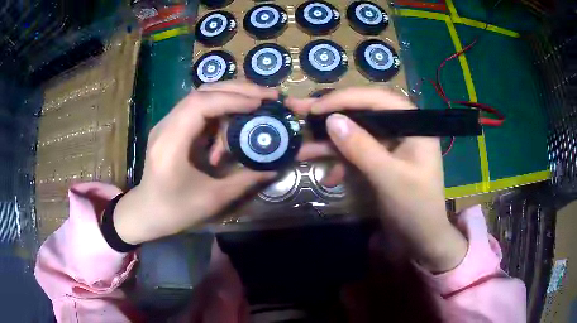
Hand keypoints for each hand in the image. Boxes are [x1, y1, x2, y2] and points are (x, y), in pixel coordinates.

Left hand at [113, 81, 278, 244]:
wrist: (146, 211)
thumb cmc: (175, 210)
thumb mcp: (213, 199)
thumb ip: (245, 180)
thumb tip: (275, 166)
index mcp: (170, 145)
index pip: (199, 105)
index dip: (231, 99)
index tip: (260, 104)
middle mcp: (165, 126)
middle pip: (201, 92)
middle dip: (237, 90)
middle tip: (267, 95)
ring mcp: (167, 123)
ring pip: (201, 96)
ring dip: (230, 97)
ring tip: (256, 104)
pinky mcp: (171, 126)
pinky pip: (198, 108)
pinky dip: (220, 108)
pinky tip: (234, 120)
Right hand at [287, 88, 467, 271]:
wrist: (421, 240)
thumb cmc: (415, 209)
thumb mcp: (389, 178)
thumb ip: (361, 148)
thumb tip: (332, 120)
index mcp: (413, 125)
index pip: (376, 99)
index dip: (345, 99)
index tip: (316, 108)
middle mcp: (401, 129)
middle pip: (362, 113)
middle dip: (330, 117)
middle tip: (299, 111)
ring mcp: (390, 145)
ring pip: (356, 134)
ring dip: (330, 145)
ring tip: (301, 151)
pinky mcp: (380, 161)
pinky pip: (357, 154)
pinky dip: (341, 163)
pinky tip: (329, 178)